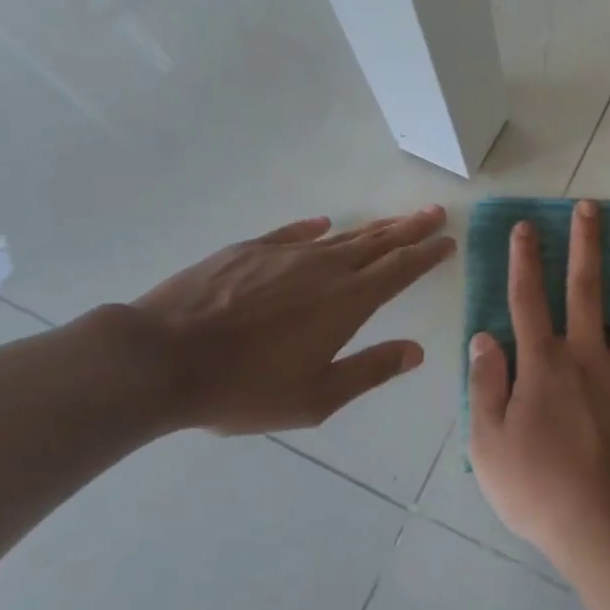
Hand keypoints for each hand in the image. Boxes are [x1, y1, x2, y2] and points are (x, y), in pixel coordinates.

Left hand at [121, 207, 455, 434]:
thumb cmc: (244, 387)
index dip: (427, 253)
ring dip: (373, 227)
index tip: (448, 240)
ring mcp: (284, 254)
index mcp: (347, 302)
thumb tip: (416, 352)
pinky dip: (314, 229)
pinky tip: (323, 224)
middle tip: (434, 212)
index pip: (400, 268)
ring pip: (341, 236)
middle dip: (410, 228)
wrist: (162, 358)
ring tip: (395, 220)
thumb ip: (369, 370)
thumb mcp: (315, 397)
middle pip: (378, 241)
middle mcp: (324, 268)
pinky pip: (293, 233)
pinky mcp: (248, 250)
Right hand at [468, 199, 609, 574]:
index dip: (525, 260)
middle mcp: (587, 354)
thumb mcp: (489, 445)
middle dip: (585, 243)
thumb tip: (484, 337)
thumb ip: (485, 385)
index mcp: (543, 365)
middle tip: (590, 205)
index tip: (526, 226)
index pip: (528, 300)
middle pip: (584, 288)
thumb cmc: (542, 490)